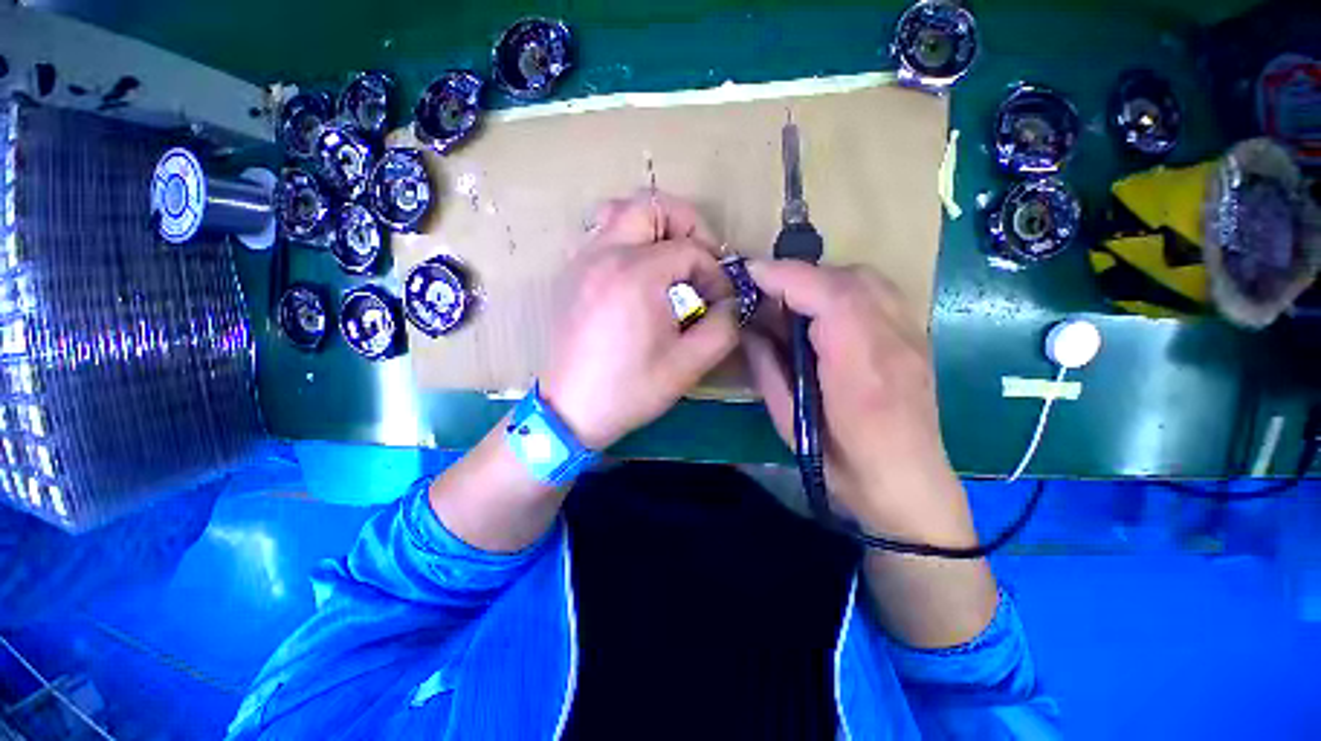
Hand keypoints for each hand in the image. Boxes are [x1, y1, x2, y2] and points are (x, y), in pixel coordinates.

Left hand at [539, 192, 737, 449]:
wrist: (571, 409)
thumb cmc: (629, 390)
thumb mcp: (689, 364)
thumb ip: (724, 326)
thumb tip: (731, 302)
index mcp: (636, 274)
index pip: (691, 250)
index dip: (715, 273)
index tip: (720, 301)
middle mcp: (604, 254)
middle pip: (652, 205)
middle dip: (687, 225)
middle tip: (701, 260)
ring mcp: (582, 260)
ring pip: (620, 212)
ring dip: (654, 227)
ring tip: (670, 260)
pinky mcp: (571, 274)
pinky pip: (601, 234)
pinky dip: (627, 240)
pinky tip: (639, 275)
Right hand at [743, 260, 974, 544]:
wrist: (907, 487)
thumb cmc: (840, 465)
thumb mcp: (788, 420)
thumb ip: (767, 366)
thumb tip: (749, 327)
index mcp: (862, 369)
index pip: (829, 297)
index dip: (785, 277)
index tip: (748, 274)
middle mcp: (895, 341)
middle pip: (849, 278)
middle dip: (798, 276)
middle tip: (763, 292)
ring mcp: (913, 336)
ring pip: (866, 278)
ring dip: (820, 279)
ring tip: (789, 300)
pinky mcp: (916, 336)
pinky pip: (877, 292)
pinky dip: (842, 288)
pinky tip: (822, 312)